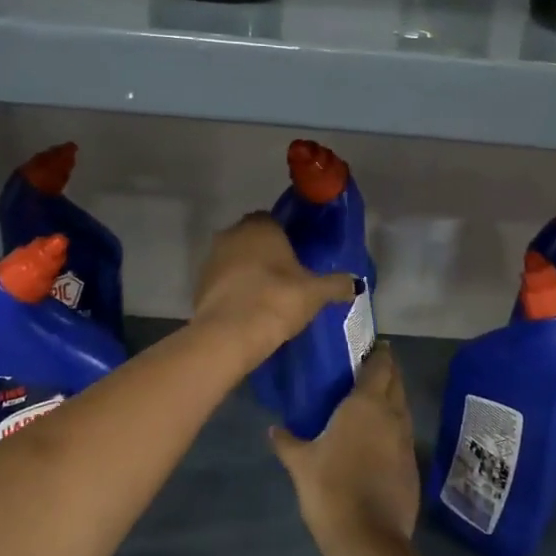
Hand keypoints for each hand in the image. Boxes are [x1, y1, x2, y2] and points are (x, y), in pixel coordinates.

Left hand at [192, 213, 356, 364]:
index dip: (286, 239)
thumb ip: (336, 284)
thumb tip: (356, 283)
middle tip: (286, 279)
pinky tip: (248, 310)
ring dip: (248, 272)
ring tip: (267, 297)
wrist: (230, 333)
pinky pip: (223, 282)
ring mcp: (212, 258)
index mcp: (261, 226)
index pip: (274, 221)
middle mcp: (232, 233)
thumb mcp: (315, 293)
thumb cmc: (276, 299)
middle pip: (253, 239)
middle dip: (266, 255)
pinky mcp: (199, 284)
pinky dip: (234, 291)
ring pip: (235, 260)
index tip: (297, 259)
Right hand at [270, 344, 419, 555]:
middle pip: (396, 381)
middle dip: (386, 370)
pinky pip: (404, 432)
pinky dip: (394, 425)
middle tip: (368, 366)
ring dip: (392, 397)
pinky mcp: (412, 464)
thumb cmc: (331, 490)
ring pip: (403, 406)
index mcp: (366, 404)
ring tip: (371, 398)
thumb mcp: (300, 464)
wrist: (369, 540)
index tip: (368, 345)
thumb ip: (287, 442)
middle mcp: (392, 414)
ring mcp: (406, 440)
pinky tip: (378, 436)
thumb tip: (273, 428)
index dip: (377, 352)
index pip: (379, 365)